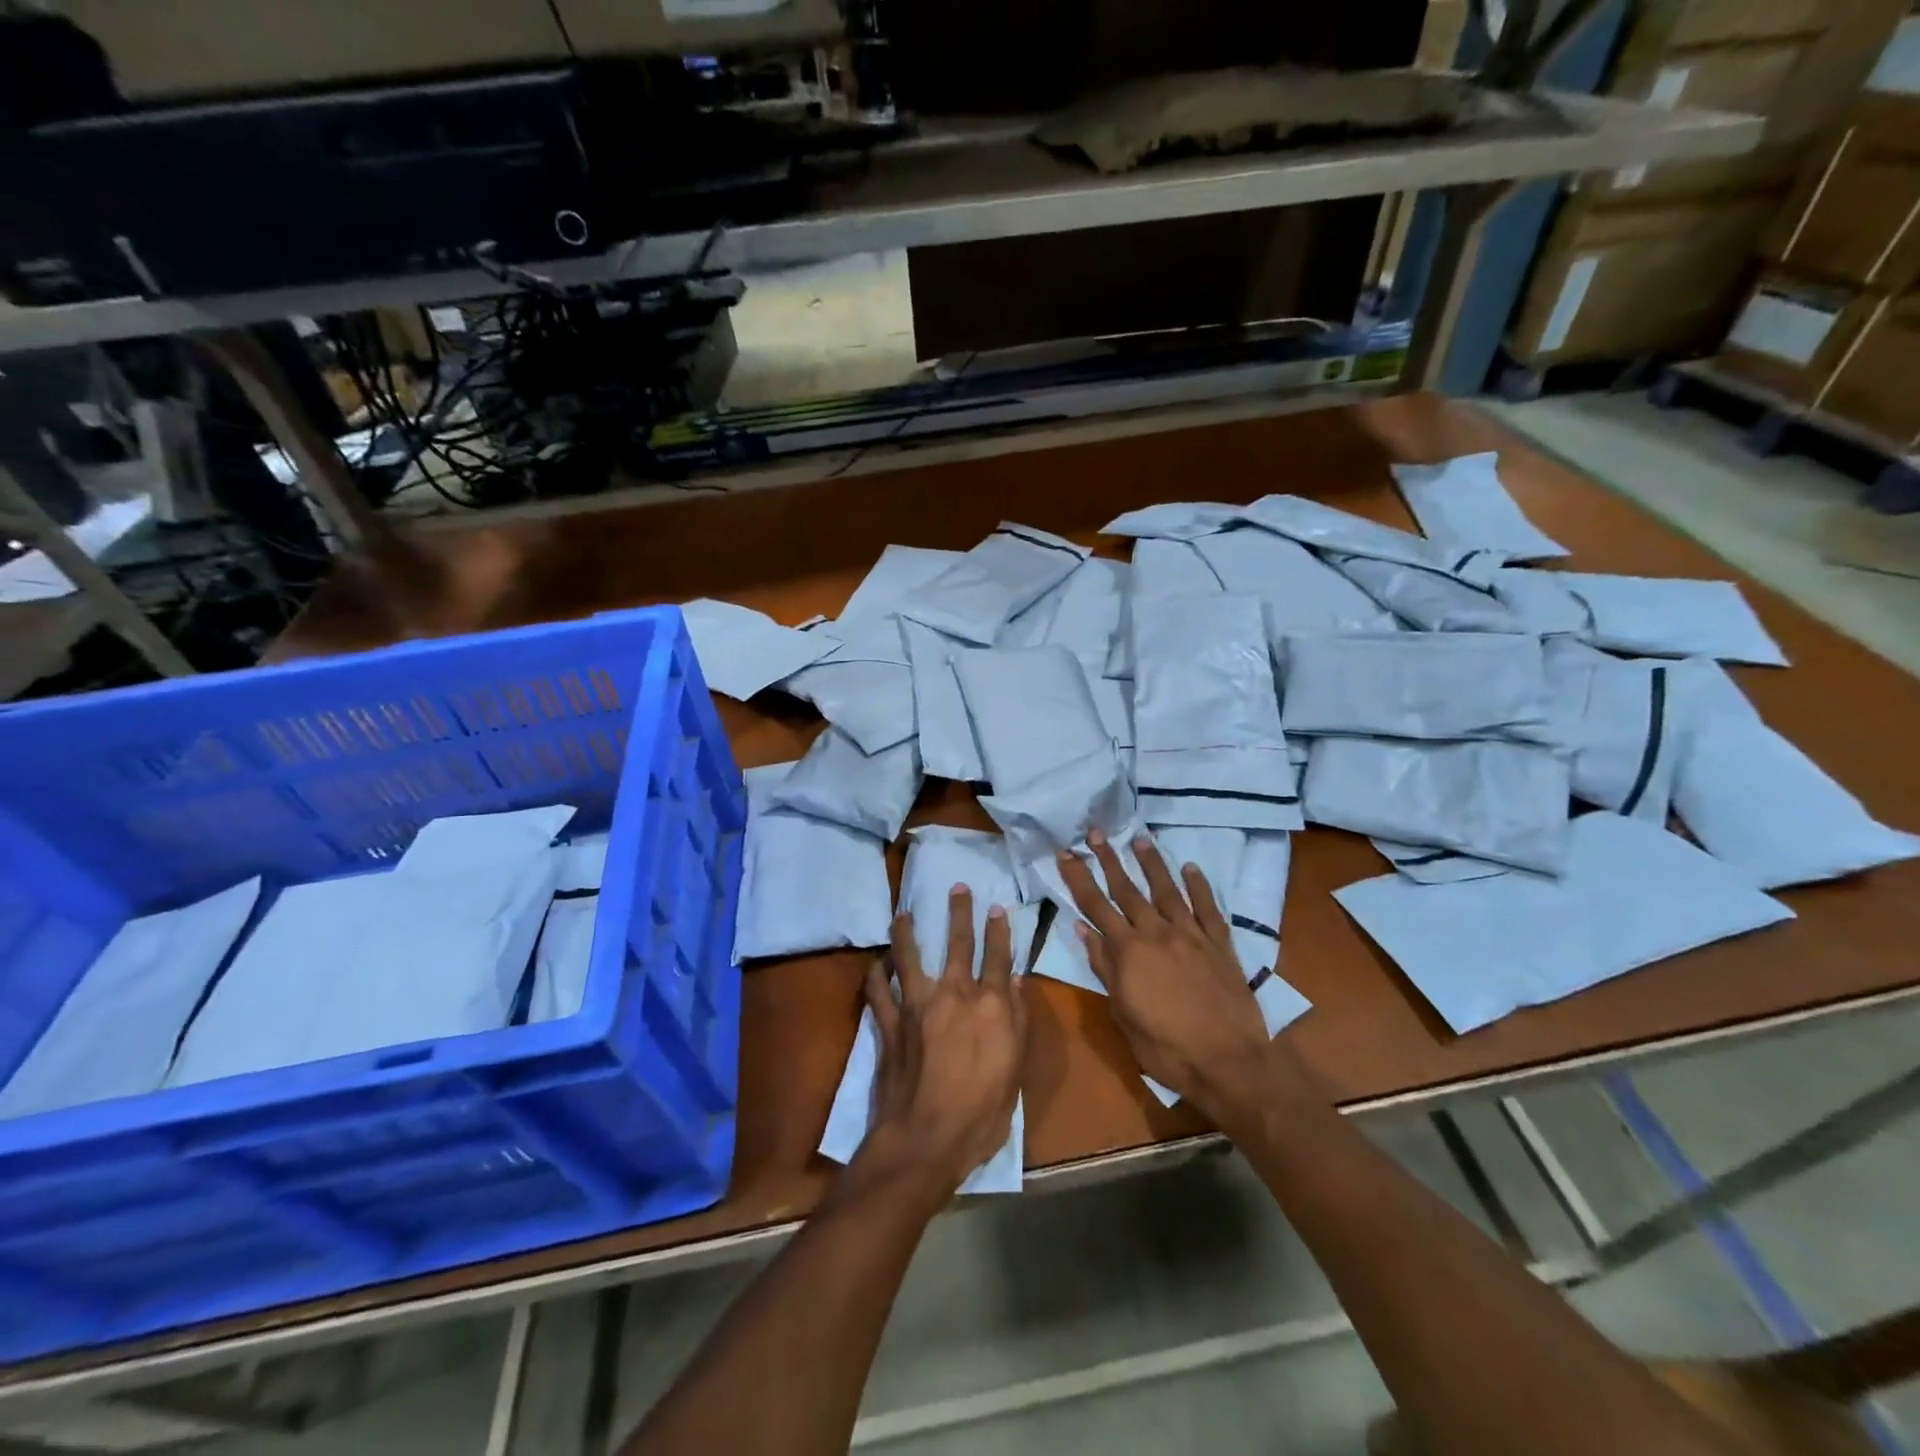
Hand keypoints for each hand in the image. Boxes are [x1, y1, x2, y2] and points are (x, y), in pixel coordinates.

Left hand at [860, 887, 1027, 1197]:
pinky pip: (879, 992)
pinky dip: (876, 975)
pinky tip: (876, 964)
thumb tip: (1019, 982)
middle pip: (957, 945)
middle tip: (957, 887)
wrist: (926, 1139)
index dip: (999, 931)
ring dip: (907, 933)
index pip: (998, 957)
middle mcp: (954, 995)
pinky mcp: (890, 1024)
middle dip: (959, 913)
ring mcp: (917, 1006)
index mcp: (990, 1006)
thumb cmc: (982, 1113)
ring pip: (910, 957)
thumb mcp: (1015, 1071)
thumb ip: (1018, 1022)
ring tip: (903, 913)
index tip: (997, 908)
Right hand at [1057, 831, 1304, 1121]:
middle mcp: (1157, 933)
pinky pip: (1207, 908)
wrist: (1228, 1061)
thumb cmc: (1166, 1046)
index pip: (1096, 905)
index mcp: (1129, 951)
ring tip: (1140, 839)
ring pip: (1167, 890)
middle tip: (1096, 832)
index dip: (1078, 878)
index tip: (1065, 852)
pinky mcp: (1220, 944)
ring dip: (1152, 864)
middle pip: (1128, 889)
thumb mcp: (1122, 1012)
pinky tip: (1191, 868)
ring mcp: (1191, 935)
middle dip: (1109, 859)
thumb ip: (1104, 967)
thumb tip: (1082, 929)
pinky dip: (1199, 886)